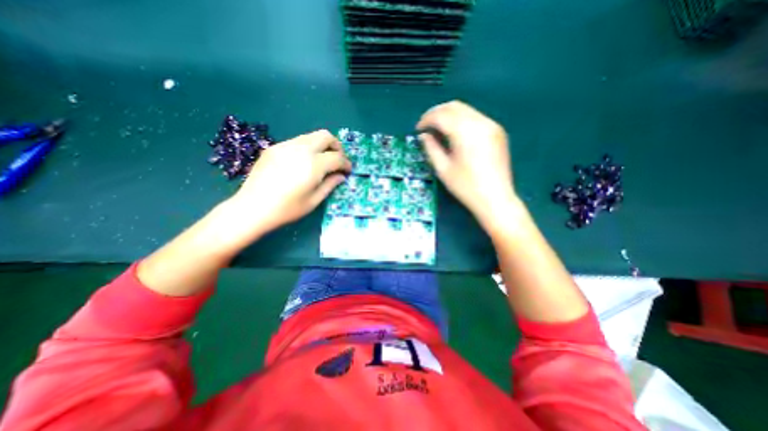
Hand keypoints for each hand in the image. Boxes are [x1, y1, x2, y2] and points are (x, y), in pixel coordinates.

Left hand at [226, 132, 349, 237]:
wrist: (252, 208)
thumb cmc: (287, 209)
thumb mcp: (314, 201)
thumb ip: (330, 184)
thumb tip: (341, 175)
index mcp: (313, 165)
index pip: (337, 157)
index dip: (346, 163)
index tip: (348, 171)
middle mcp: (301, 149)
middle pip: (325, 136)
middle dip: (336, 146)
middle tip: (338, 160)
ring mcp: (285, 146)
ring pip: (311, 136)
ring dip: (322, 145)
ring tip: (322, 161)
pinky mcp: (275, 147)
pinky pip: (297, 141)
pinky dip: (308, 148)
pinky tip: (304, 162)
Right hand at [418, 101, 518, 227]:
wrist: (495, 198)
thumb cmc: (466, 187)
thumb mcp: (443, 169)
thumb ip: (431, 148)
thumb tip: (424, 136)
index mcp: (465, 132)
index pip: (441, 115)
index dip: (426, 119)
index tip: (418, 129)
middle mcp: (480, 123)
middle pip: (454, 106)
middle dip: (437, 113)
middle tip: (426, 126)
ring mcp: (491, 125)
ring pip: (466, 109)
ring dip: (449, 115)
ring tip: (439, 130)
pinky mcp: (497, 131)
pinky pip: (475, 117)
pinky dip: (461, 120)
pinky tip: (455, 133)